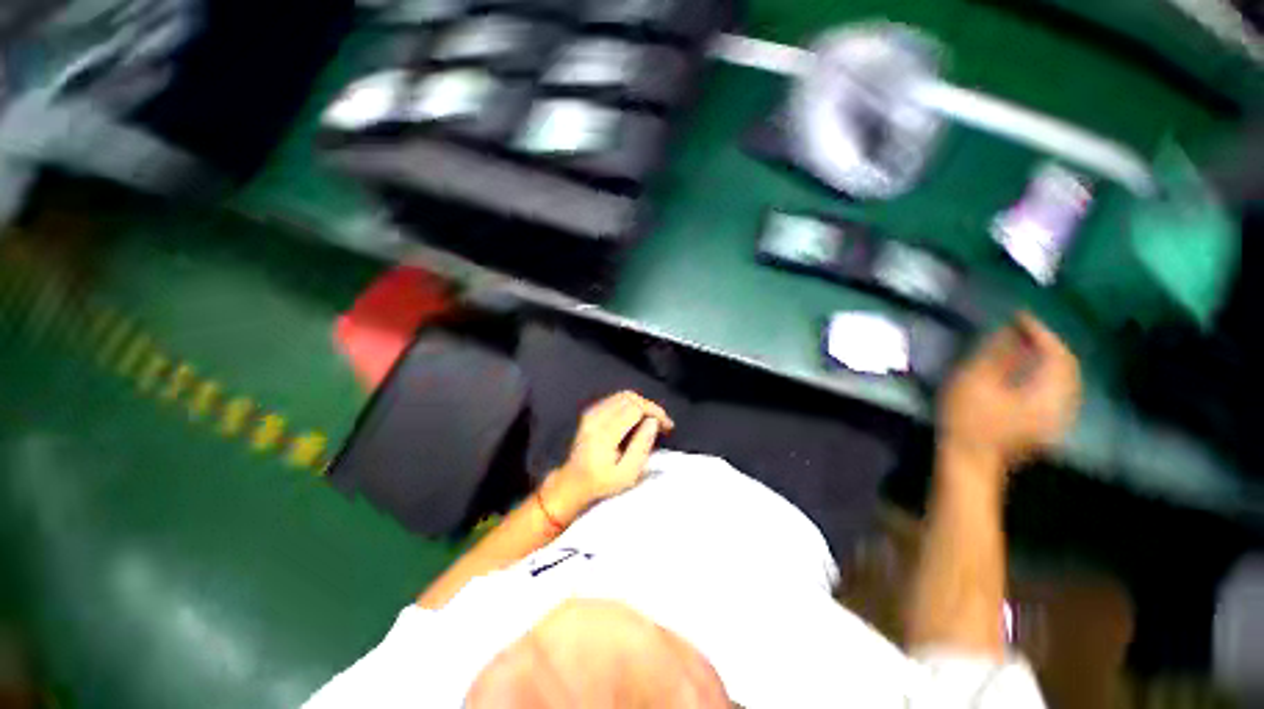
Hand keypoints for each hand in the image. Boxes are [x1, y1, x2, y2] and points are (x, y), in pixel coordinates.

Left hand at [549, 391, 674, 507]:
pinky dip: (630, 404)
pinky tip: (637, 419)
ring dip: (641, 404)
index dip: (655, 413)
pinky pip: (615, 399)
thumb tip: (653, 421)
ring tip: (651, 421)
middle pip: (630, 398)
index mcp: (604, 433)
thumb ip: (642, 446)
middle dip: (650, 407)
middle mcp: (596, 417)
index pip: (635, 408)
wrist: (573, 482)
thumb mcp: (627, 473)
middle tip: (661, 424)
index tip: (667, 426)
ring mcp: (591, 413)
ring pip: (623, 396)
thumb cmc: (602, 482)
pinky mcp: (590, 412)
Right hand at [938, 313, 1080, 471]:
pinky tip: (1032, 372)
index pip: (1056, 354)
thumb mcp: (974, 382)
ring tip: (1027, 345)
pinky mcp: (1049, 427)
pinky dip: (1049, 376)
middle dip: (1048, 344)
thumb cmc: (967, 420)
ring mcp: (1058, 419)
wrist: (969, 460)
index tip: (1019, 316)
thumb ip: (996, 354)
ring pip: (1067, 380)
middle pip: (1068, 367)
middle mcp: (1063, 405)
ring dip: (1050, 359)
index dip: (1040, 331)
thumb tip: (1011, 328)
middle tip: (1024, 328)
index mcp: (1047, 393)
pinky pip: (1060, 392)